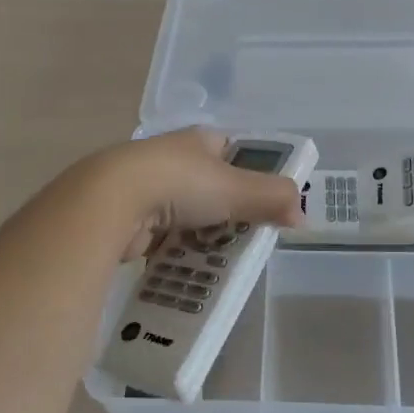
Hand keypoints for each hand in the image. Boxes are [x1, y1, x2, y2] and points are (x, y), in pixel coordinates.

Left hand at [101, 128, 304, 262]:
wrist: (110, 202)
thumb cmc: (179, 183)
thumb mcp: (236, 188)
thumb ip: (273, 198)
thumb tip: (303, 215)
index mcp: (197, 140)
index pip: (232, 150)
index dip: (251, 172)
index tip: (266, 202)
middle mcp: (171, 159)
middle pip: (210, 186)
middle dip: (227, 213)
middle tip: (248, 240)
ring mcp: (147, 189)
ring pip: (186, 216)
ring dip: (201, 237)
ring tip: (222, 263)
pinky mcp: (129, 220)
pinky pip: (162, 240)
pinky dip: (175, 255)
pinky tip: (188, 272)